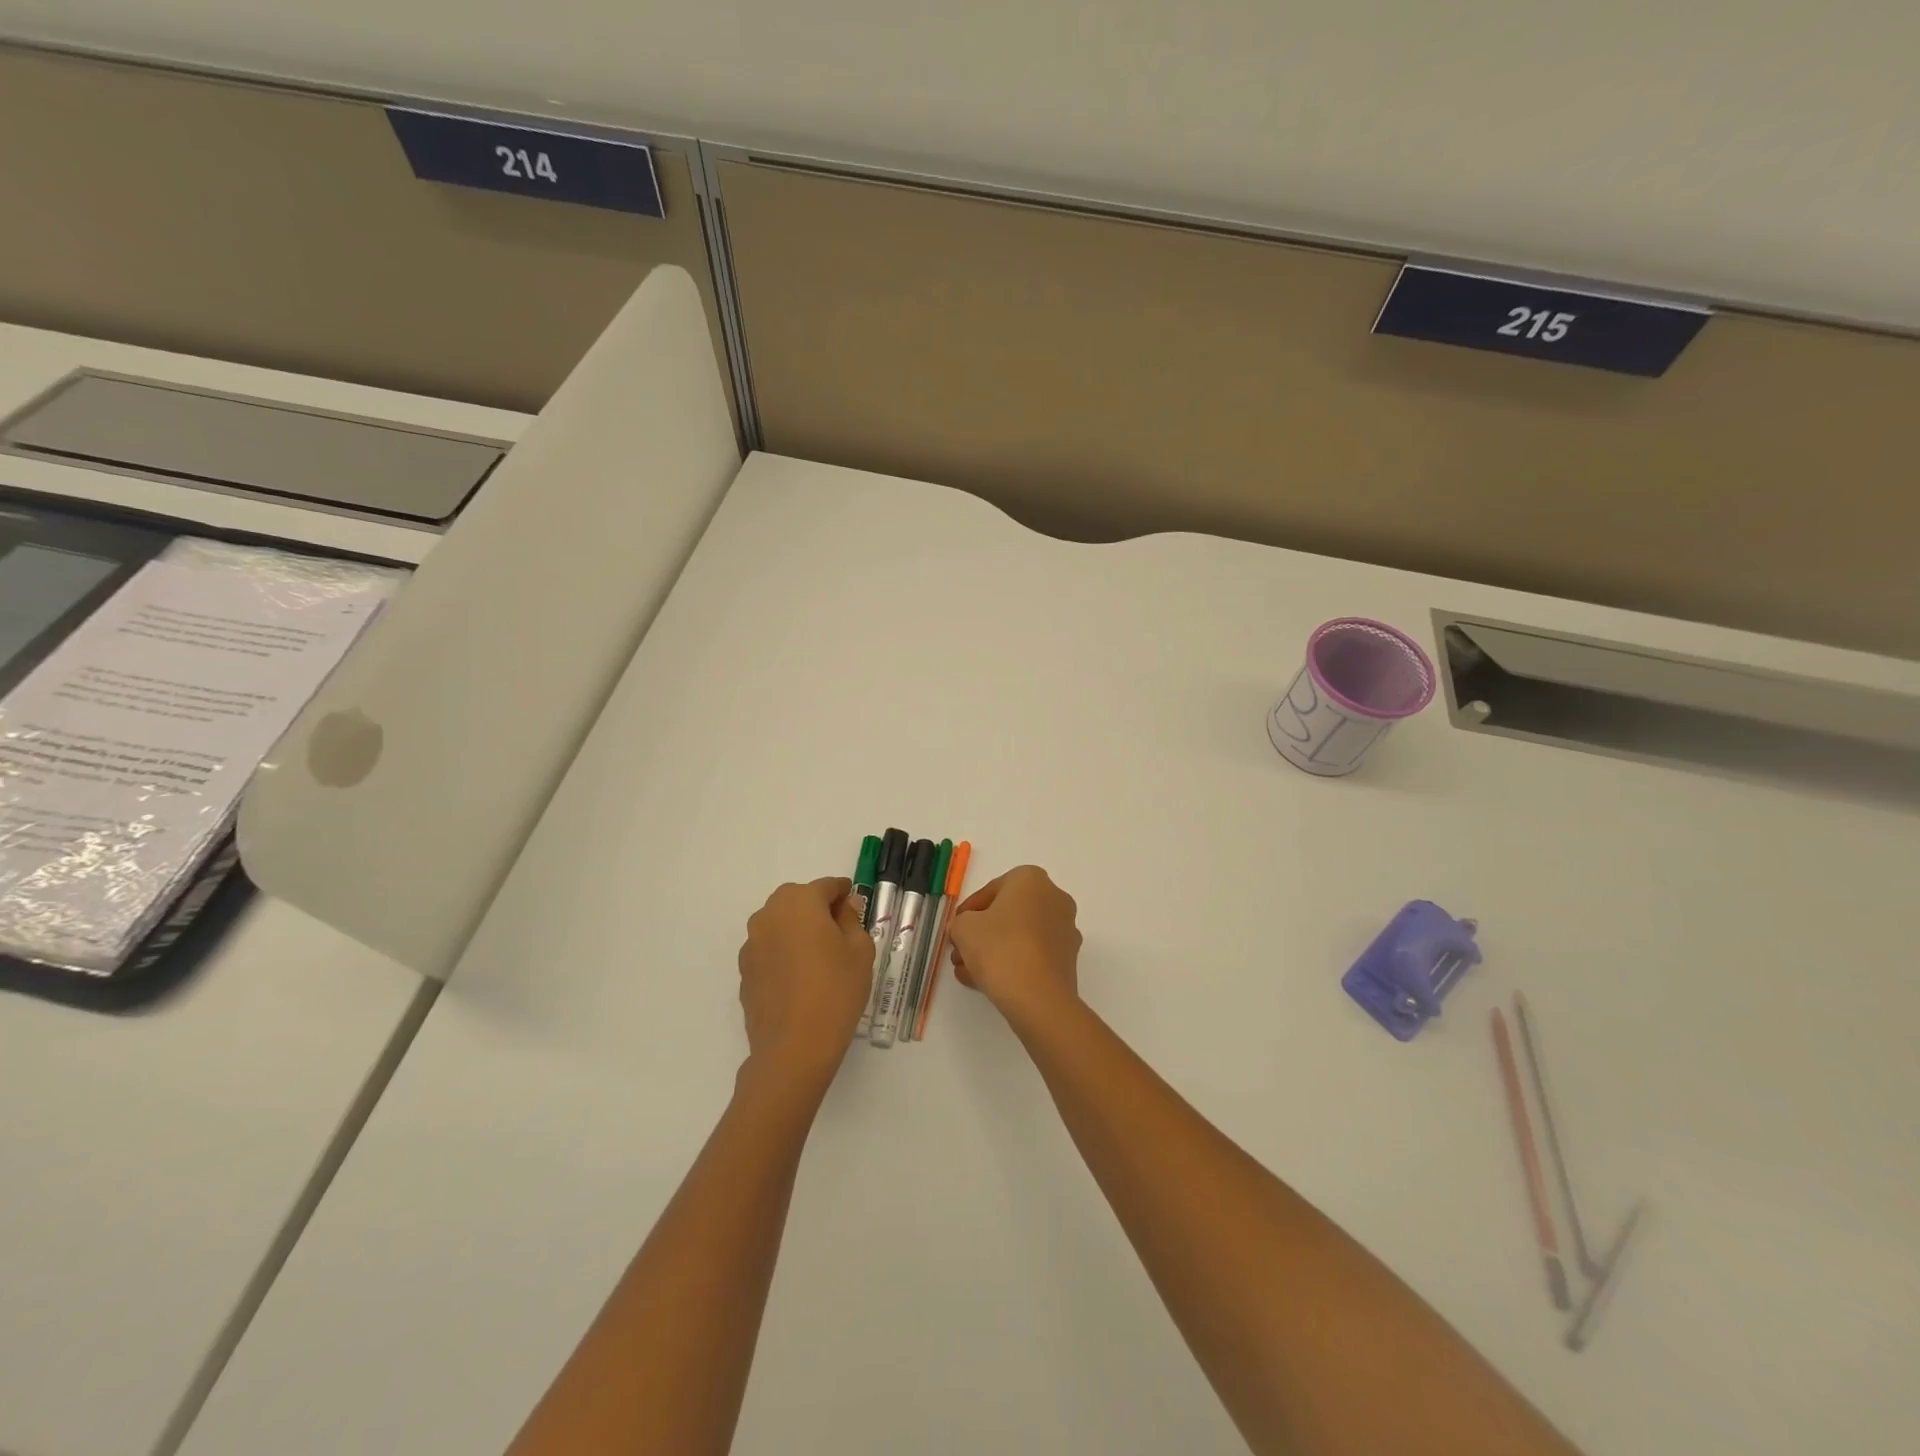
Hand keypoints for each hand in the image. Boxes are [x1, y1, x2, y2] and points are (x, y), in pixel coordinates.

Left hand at [737, 877, 874, 1086]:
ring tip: (818, 956)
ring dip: (797, 929)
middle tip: (838, 931)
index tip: (855, 904)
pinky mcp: (744, 969)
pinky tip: (799, 977)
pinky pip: (768, 948)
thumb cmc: (836, 991)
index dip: (843, 893)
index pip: (826, 886)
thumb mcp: (859, 951)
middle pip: (797, 899)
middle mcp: (769, 914)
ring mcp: (752, 943)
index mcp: (800, 902)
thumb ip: (852, 920)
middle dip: (817, 908)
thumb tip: (844, 906)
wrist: (794, 1046)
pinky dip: (783, 951)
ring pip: (779, 923)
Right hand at [946, 866, 1081, 1026]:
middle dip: (980, 934)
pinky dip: (1011, 963)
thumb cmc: (999, 948)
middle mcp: (1054, 898)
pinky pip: (1032, 954)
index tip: (955, 930)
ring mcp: (1065, 929)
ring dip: (992, 951)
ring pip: (1019, 936)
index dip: (967, 912)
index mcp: (1031, 879)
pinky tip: (986, 982)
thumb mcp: (963, 928)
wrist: (1038, 997)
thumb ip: (960, 922)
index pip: (991, 890)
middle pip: (1007, 914)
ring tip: (968, 973)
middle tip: (960, 953)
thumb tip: (966, 929)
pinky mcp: (1068, 958)